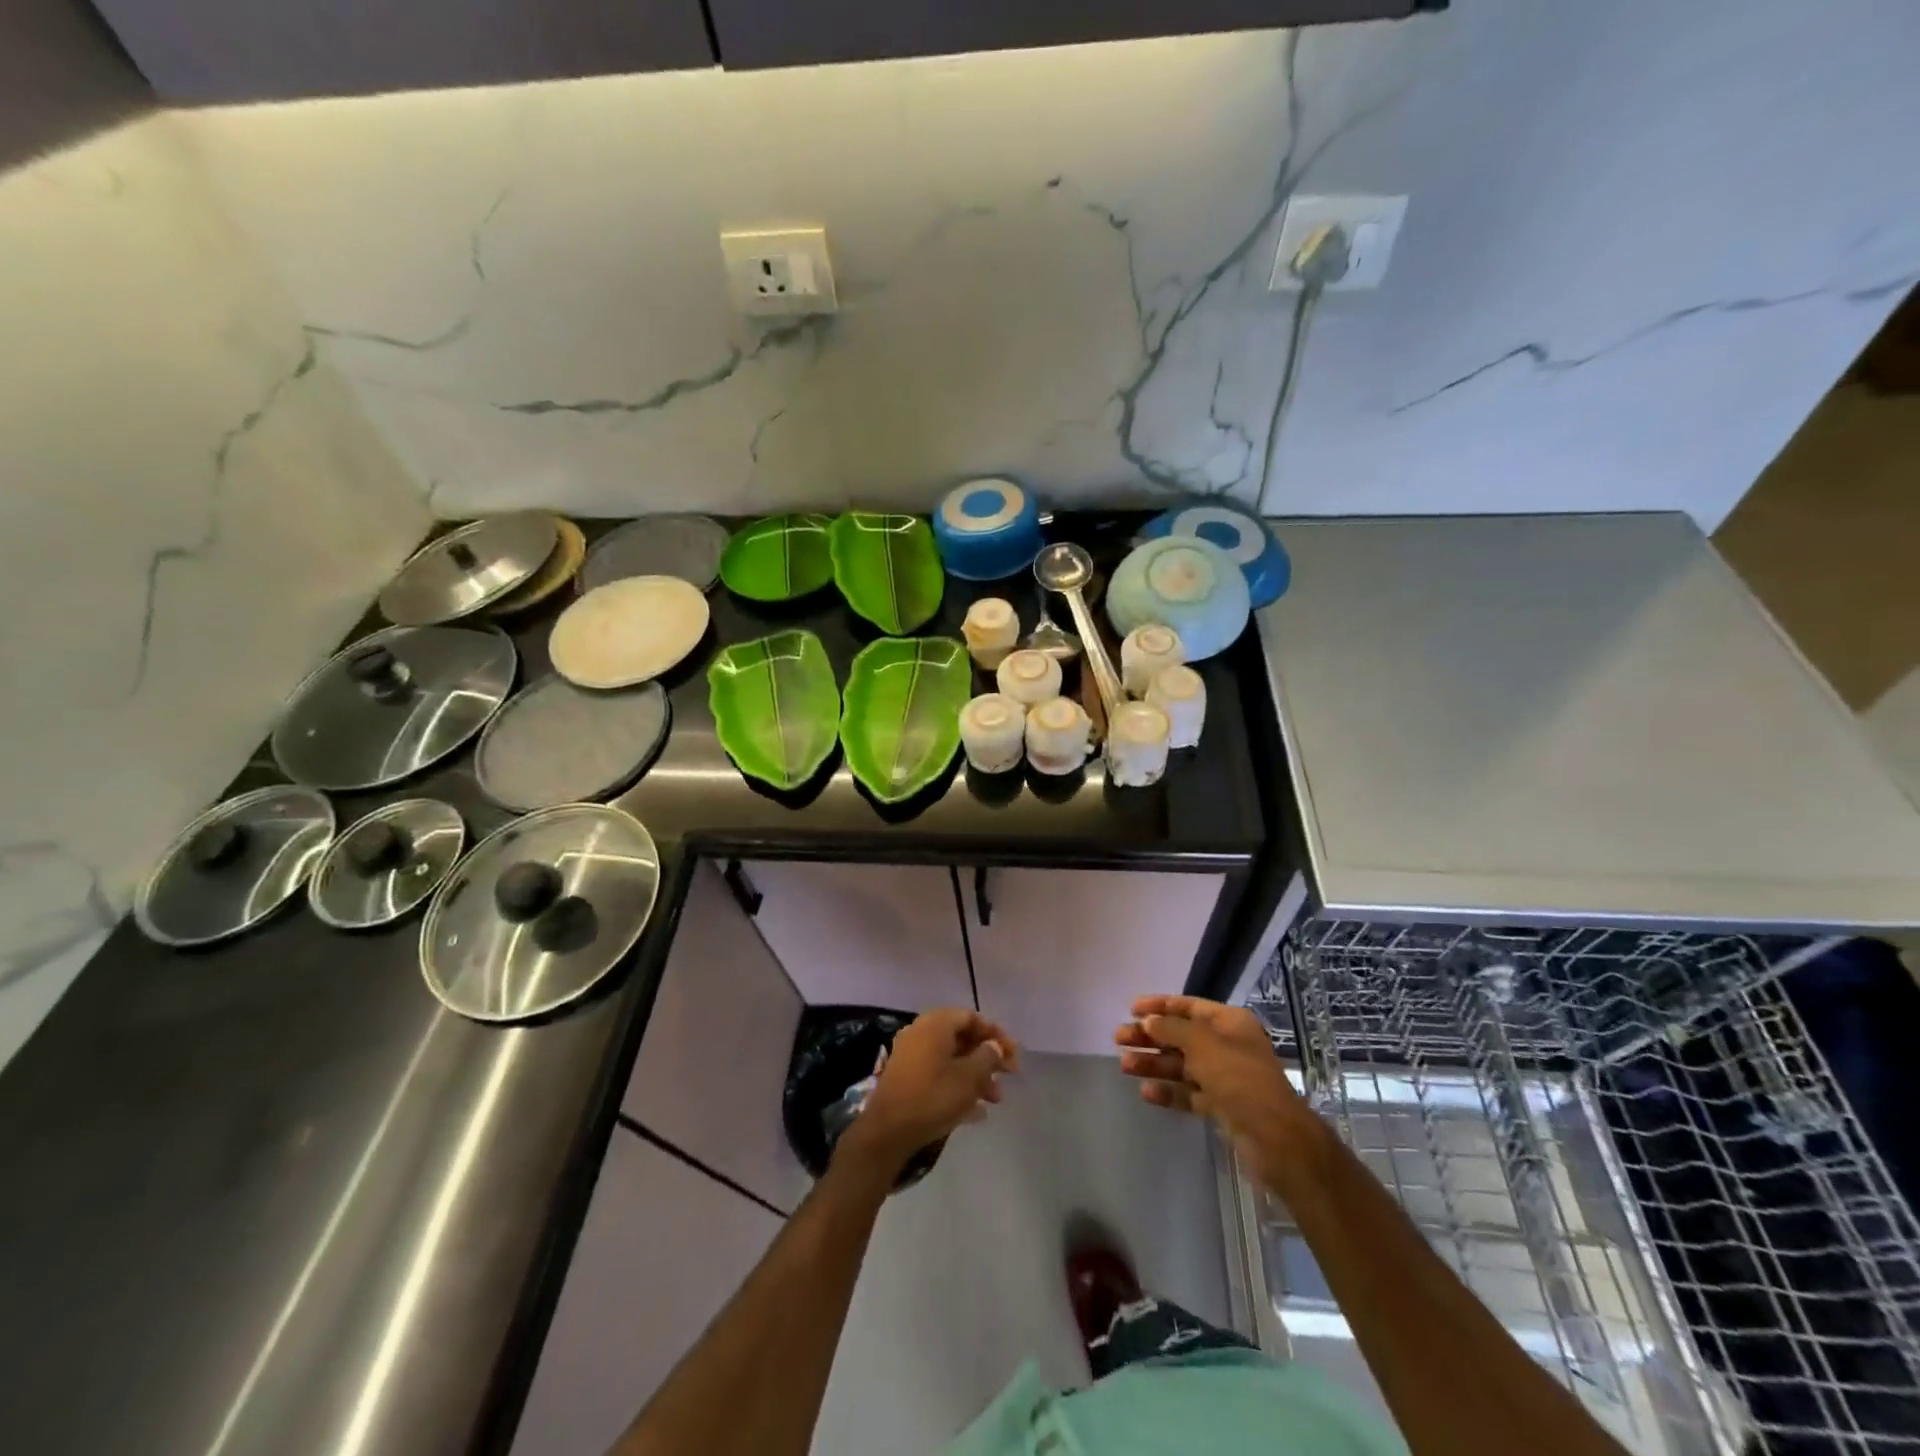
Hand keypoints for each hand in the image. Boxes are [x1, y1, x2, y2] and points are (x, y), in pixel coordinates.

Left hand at [837, 1009, 1018, 1178]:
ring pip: (952, 1059)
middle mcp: (921, 1032)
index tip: (1013, 1054)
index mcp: (936, 1024)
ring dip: (976, 1075)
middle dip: (988, 1058)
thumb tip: (994, 1046)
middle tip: (1009, 1076)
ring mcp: (911, 1055)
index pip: (972, 1017)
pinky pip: (939, 1074)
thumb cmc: (933, 1097)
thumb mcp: (969, 1078)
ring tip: (995, 1100)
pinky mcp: (906, 1078)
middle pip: (963, 1038)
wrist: (887, 1132)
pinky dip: (958, 1086)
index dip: (996, 1034)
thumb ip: (988, 1057)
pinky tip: (976, 1113)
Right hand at [1116, 995, 1323, 1194]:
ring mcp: (1224, 1077)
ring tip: (1125, 1066)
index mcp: (1229, 1023)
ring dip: (1154, 1064)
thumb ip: (1172, 1029)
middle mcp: (1227, 1046)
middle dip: (1150, 1037)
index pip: (1189, 1006)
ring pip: (1182, 1065)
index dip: (1160, 1006)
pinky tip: (1146, 1092)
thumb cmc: (1240, 1079)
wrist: (1276, 1139)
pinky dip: (1169, 1091)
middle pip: (1181, 1036)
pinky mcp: (1221, 1106)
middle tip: (1119, 1039)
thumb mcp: (1203, 1045)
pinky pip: (1189, 1093)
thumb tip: (1149, 1021)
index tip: (1131, 1009)